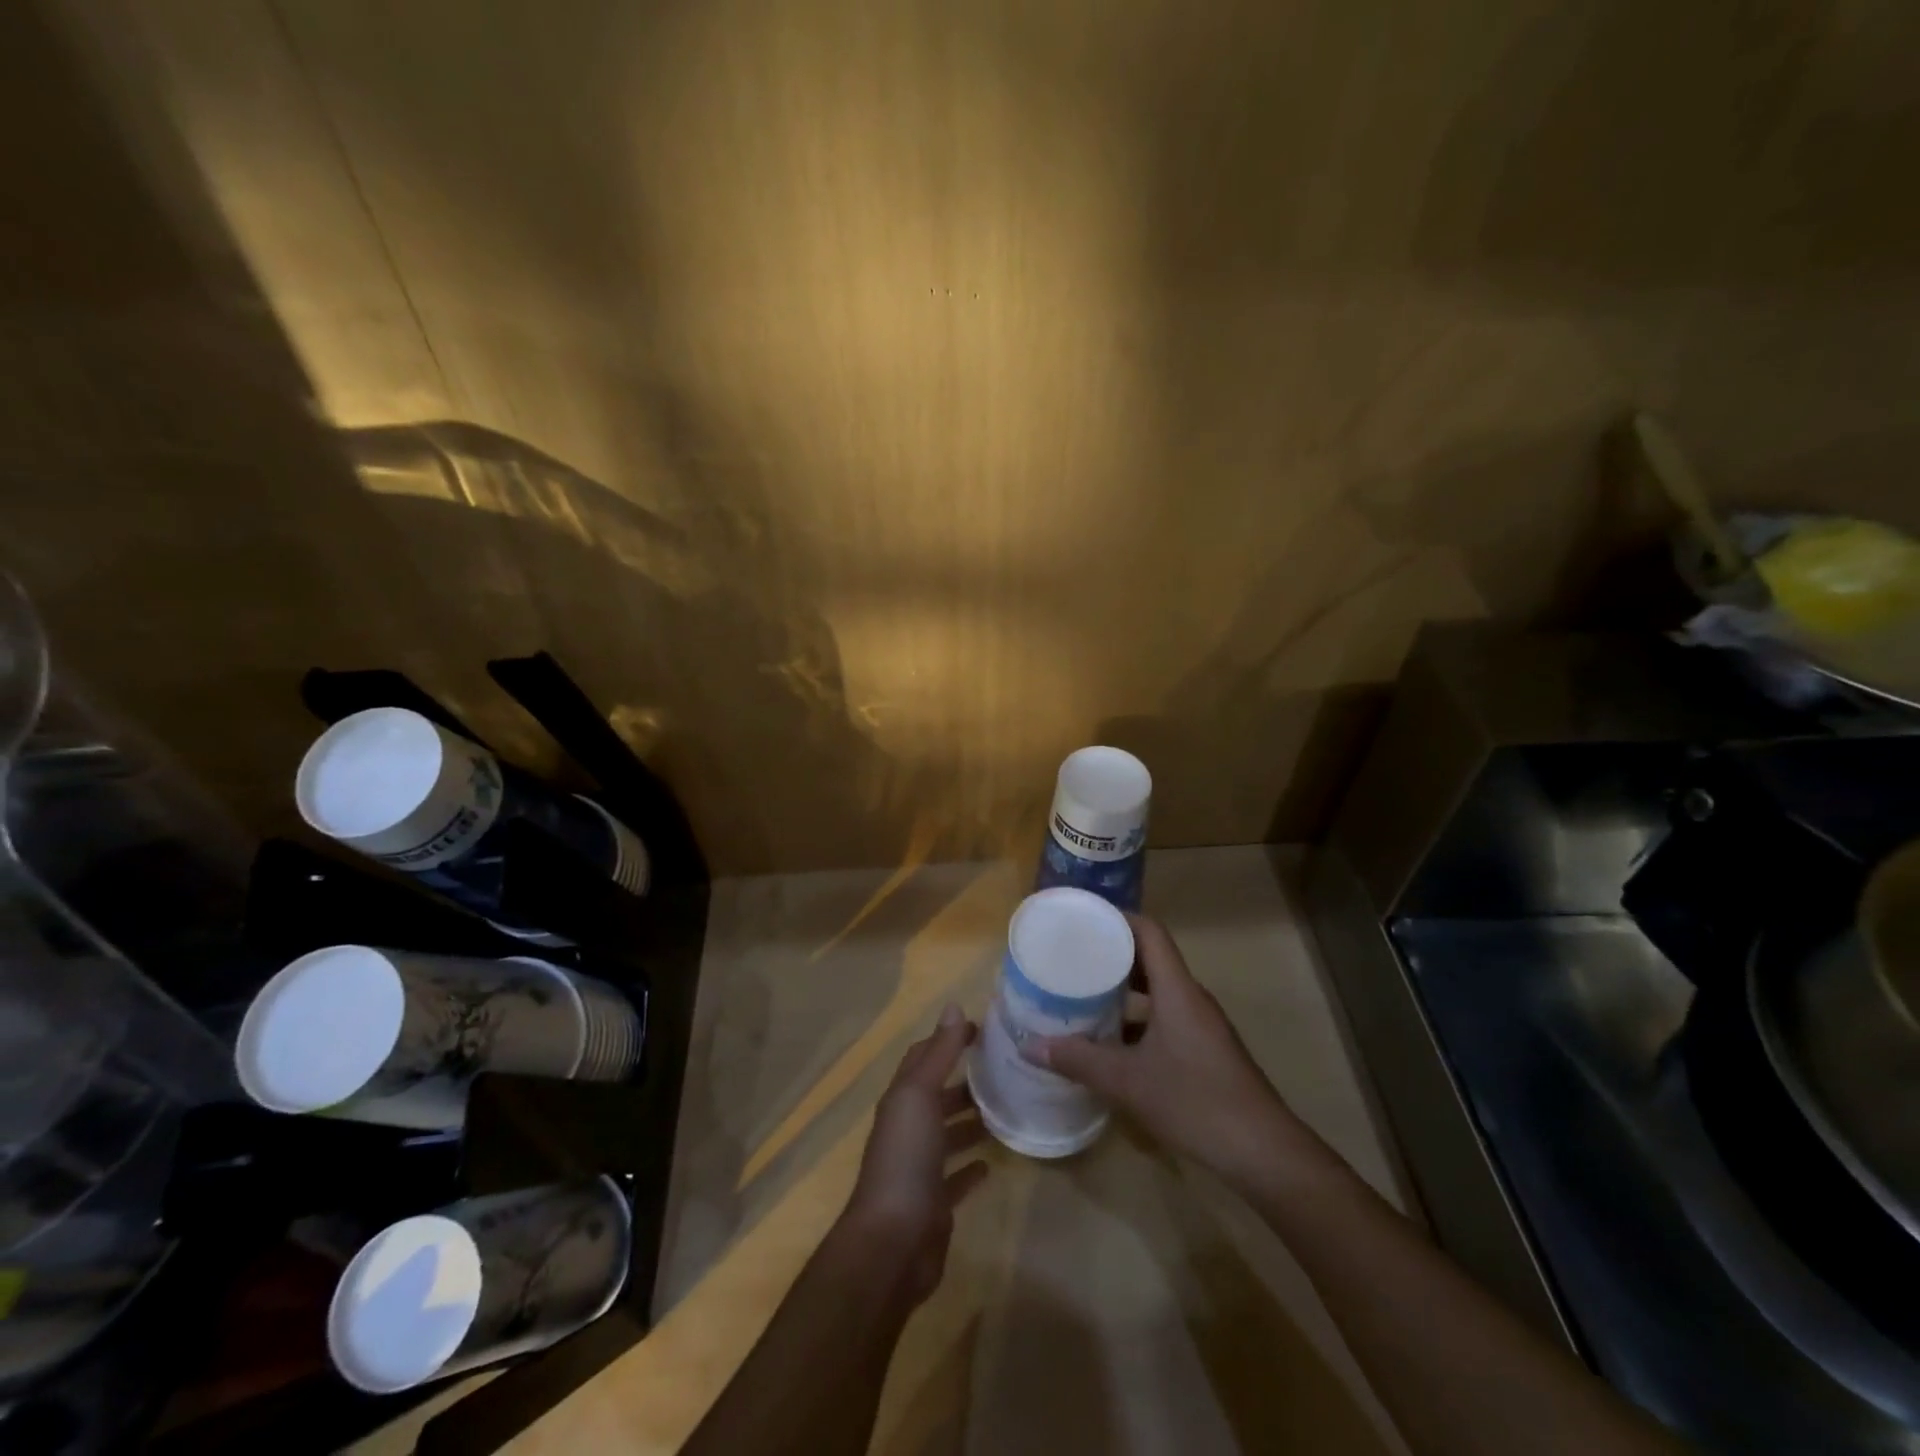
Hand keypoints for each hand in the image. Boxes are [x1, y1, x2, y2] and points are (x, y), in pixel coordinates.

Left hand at [839, 1004, 989, 1306]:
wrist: (892, 1243)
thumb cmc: (905, 1159)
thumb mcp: (920, 1096)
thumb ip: (939, 1053)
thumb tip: (954, 1006)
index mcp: (901, 1100)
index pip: (923, 1057)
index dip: (948, 1039)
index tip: (983, 1030)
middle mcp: (907, 1129)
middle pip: (936, 1096)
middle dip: (964, 1080)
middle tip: (1005, 1070)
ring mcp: (919, 1168)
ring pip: (947, 1134)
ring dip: (970, 1121)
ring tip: (1006, 1109)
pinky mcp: (934, 1203)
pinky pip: (955, 1178)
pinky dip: (971, 1167)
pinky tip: (991, 1162)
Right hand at [1022, 915, 1325, 1190]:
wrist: (1262, 1151)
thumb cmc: (1195, 1101)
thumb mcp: (1128, 1081)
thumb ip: (1079, 1061)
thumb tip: (1031, 1047)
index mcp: (1177, 990)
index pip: (1149, 931)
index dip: (1117, 918)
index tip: (1083, 918)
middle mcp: (1190, 998)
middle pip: (1151, 957)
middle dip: (1112, 953)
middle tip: (1072, 954)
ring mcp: (1200, 1025)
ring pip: (1158, 990)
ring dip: (1124, 988)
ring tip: (1083, 992)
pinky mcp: (1204, 1049)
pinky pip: (1165, 1017)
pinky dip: (1137, 1018)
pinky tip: (1110, 1041)